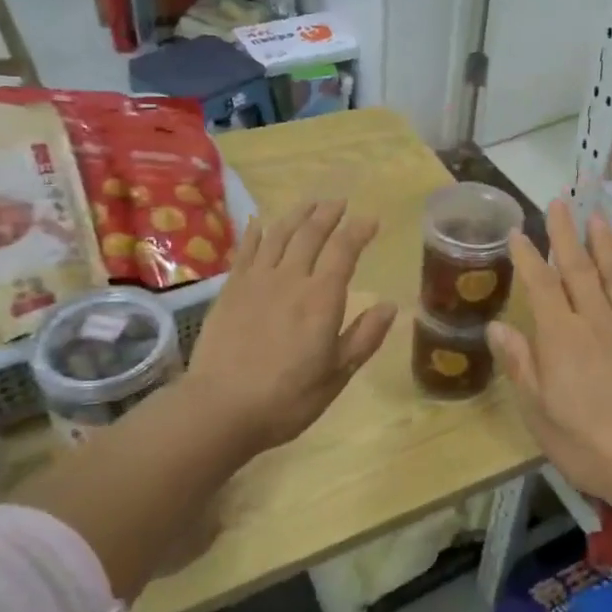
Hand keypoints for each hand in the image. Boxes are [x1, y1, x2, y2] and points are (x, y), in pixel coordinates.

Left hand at [186, 200, 395, 450]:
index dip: (359, 231)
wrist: (220, 408)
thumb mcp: (337, 375)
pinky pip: (246, 250)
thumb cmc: (287, 398)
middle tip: (340, 203)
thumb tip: (390, 306)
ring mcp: (256, 281)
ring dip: (297, 215)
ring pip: (279, 234)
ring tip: (310, 204)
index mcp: (322, 298)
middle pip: (311, 234)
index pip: (344, 251)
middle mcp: (290, 279)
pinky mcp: (230, 289)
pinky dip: (256, 231)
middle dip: (328, 214)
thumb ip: (364, 337)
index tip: (371, 220)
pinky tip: (261, 221)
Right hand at [488, 200, 611, 504]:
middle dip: (565, 234)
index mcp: (561, 336)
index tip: (517, 232)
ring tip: (596, 218)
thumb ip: (520, 363)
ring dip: (605, 245)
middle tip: (559, 203)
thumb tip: (497, 326)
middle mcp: (596, 320)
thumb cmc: (584, 442)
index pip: (540, 284)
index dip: (527, 255)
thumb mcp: (538, 410)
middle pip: (578, 268)